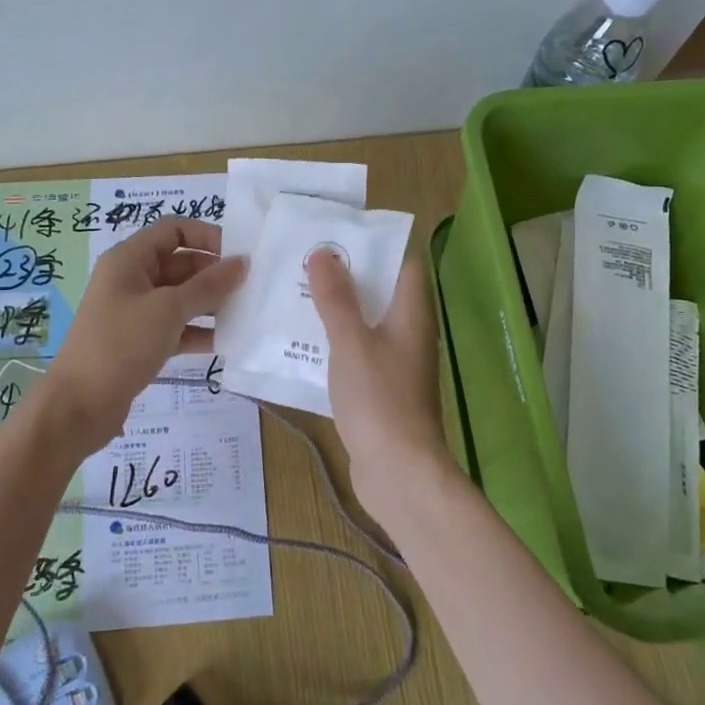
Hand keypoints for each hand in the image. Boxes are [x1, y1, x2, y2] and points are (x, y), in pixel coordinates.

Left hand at [41, 218, 245, 452]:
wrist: (79, 405)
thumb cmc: (121, 345)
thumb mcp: (168, 310)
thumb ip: (208, 285)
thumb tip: (242, 263)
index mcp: (129, 260)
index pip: (173, 230)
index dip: (206, 235)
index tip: (239, 255)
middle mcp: (132, 280)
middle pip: (180, 263)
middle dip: (214, 274)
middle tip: (251, 288)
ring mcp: (135, 312)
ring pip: (181, 298)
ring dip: (211, 304)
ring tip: (246, 314)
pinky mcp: (141, 342)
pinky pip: (176, 327)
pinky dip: (199, 331)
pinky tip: (227, 342)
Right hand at [308, 247, 451, 516]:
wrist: (399, 472)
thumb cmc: (379, 398)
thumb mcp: (351, 341)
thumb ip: (336, 298)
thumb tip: (324, 252)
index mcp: (411, 313)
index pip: (402, 262)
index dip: (373, 243)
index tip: (335, 233)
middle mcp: (408, 332)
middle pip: (380, 291)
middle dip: (345, 275)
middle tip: (303, 260)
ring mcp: (395, 363)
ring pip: (365, 323)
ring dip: (336, 309)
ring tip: (294, 293)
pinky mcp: (380, 389)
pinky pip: (356, 353)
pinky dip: (334, 343)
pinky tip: (300, 342)